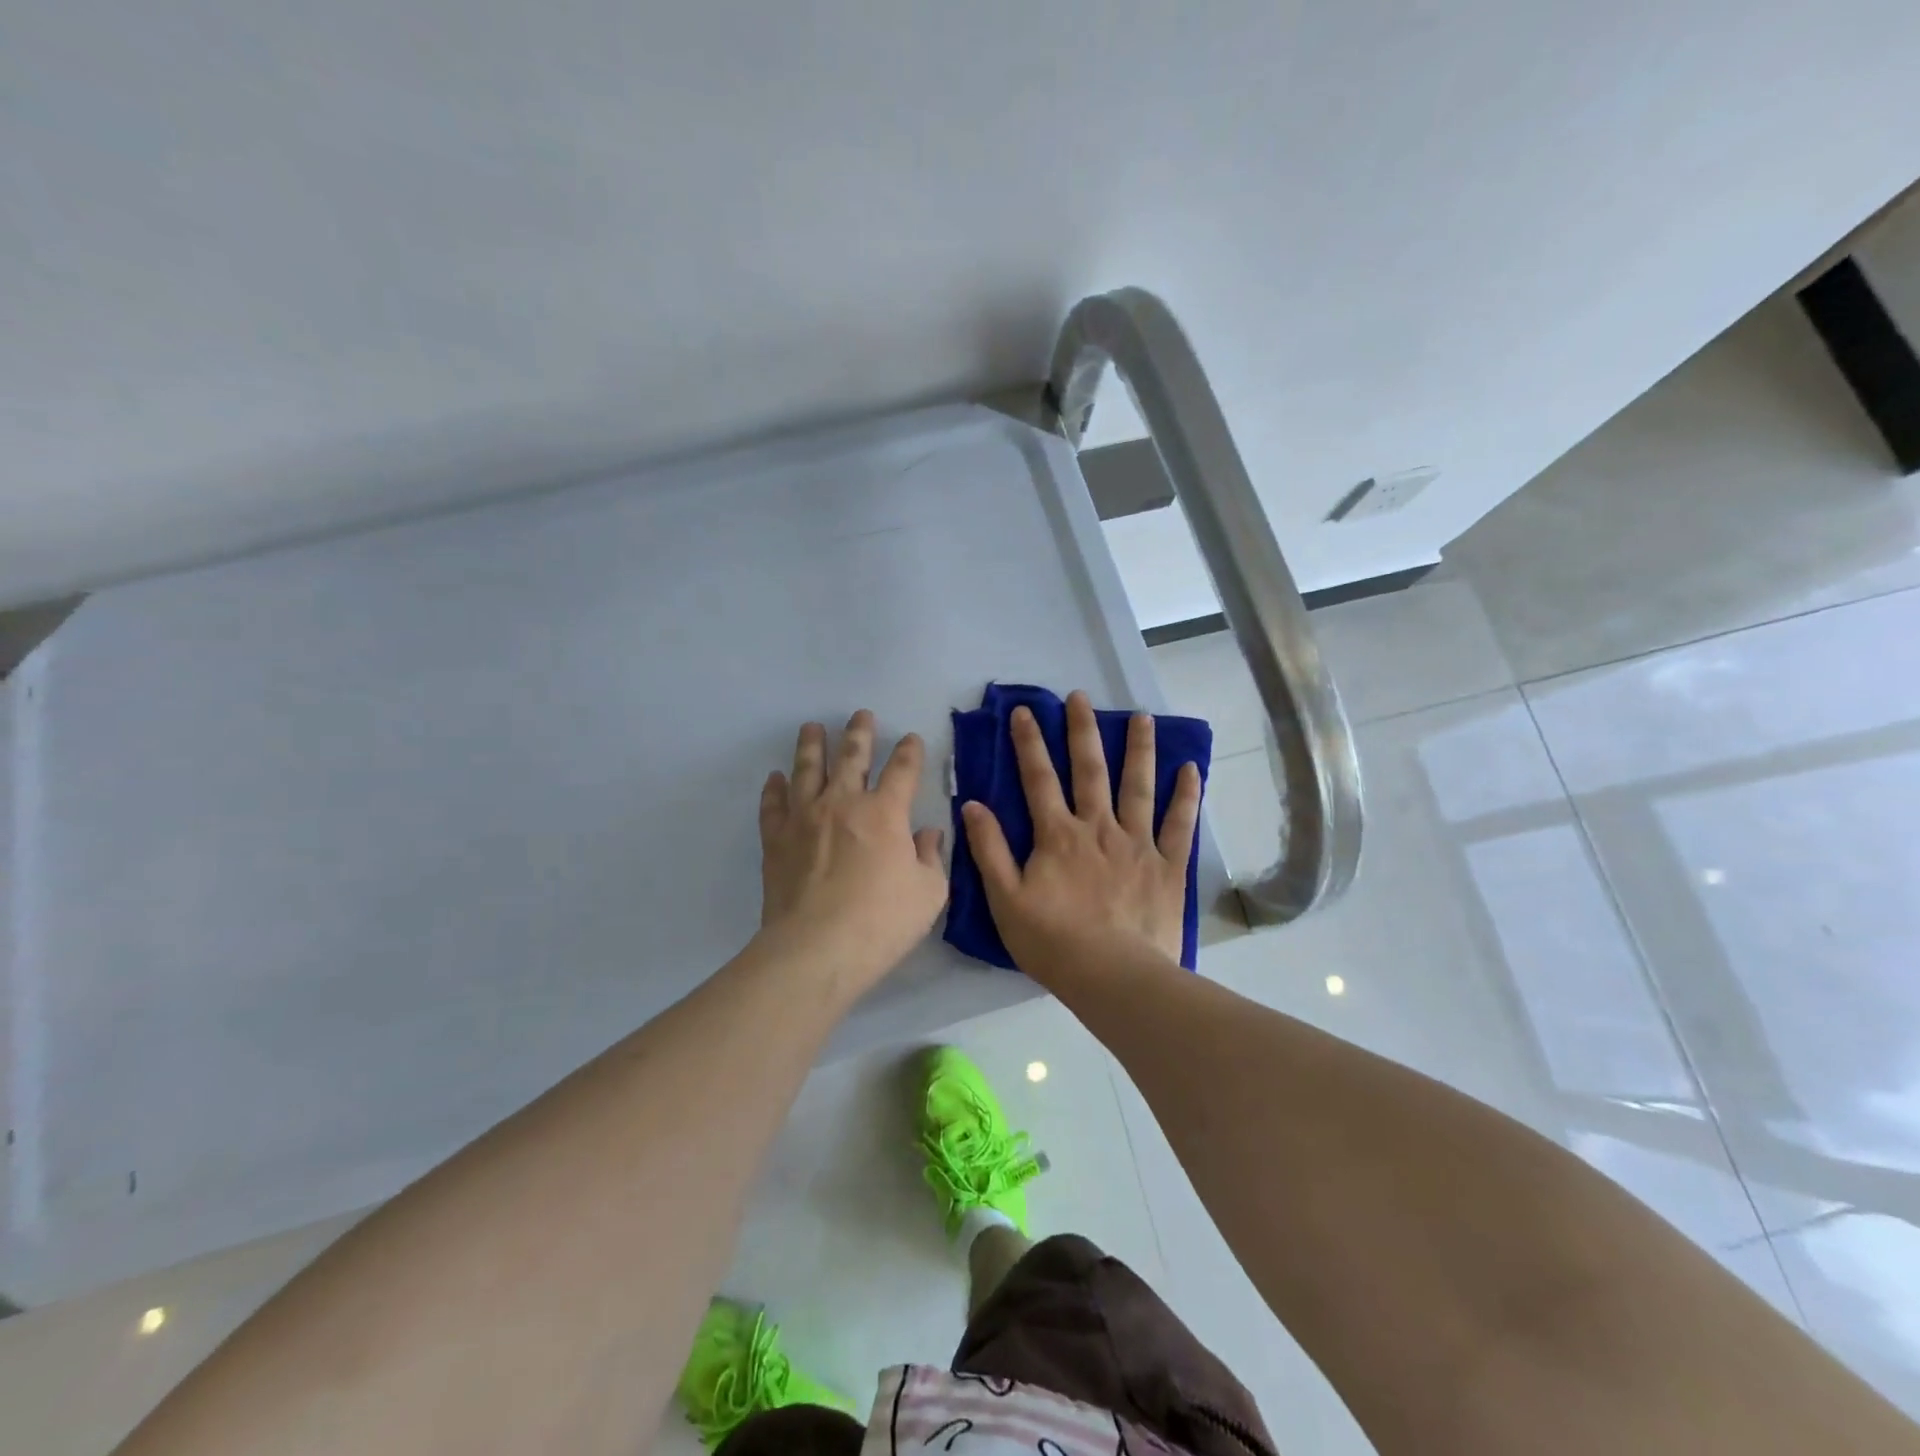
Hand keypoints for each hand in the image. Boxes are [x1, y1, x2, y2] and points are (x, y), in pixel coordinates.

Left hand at [756, 710, 947, 992]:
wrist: (816, 950)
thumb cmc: (881, 923)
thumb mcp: (929, 894)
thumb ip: (931, 858)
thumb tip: (928, 835)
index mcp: (885, 812)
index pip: (902, 770)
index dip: (909, 751)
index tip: (910, 738)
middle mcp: (843, 803)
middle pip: (851, 757)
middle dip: (859, 733)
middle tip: (860, 714)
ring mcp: (805, 818)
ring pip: (807, 770)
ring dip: (811, 745)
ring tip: (812, 728)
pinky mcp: (776, 840)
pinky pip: (773, 805)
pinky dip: (774, 789)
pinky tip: (775, 779)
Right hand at [961, 690, 1201, 976]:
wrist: (1113, 976)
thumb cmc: (1053, 942)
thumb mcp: (1005, 899)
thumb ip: (989, 850)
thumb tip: (972, 804)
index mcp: (1058, 835)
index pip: (1038, 779)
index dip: (1029, 742)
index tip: (1024, 711)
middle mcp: (1099, 828)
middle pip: (1089, 770)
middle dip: (1082, 731)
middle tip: (1081, 697)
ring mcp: (1138, 844)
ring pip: (1138, 787)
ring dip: (1137, 750)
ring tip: (1140, 717)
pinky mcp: (1168, 865)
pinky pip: (1180, 824)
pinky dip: (1186, 796)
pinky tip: (1190, 769)